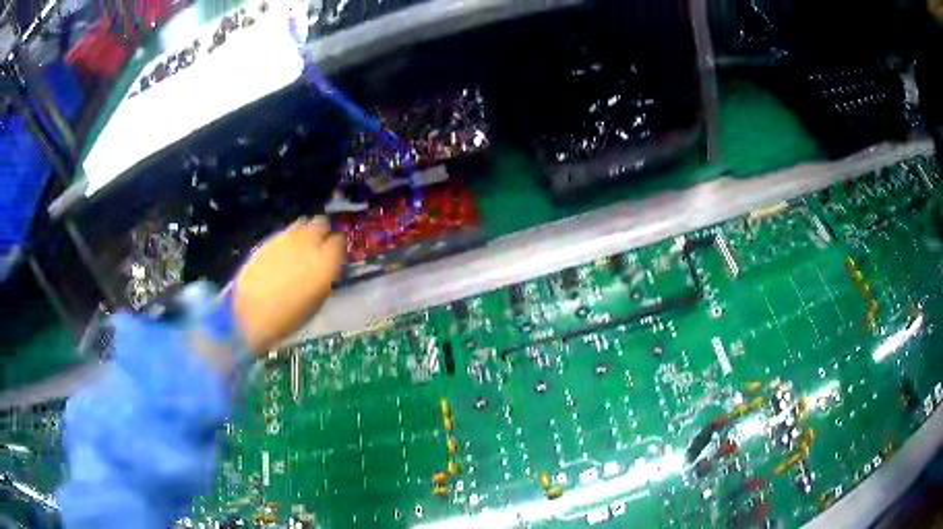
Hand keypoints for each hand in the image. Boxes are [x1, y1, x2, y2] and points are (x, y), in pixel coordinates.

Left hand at [231, 218, 345, 354]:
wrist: (249, 314)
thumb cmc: (287, 318)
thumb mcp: (316, 302)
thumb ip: (324, 277)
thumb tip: (326, 267)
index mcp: (326, 262)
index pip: (340, 241)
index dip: (338, 247)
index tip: (335, 254)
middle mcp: (309, 243)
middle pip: (321, 224)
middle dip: (322, 232)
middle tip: (319, 246)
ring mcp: (286, 238)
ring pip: (303, 223)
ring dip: (305, 232)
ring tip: (300, 247)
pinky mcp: (268, 239)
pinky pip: (284, 232)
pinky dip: (287, 239)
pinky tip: (282, 254)